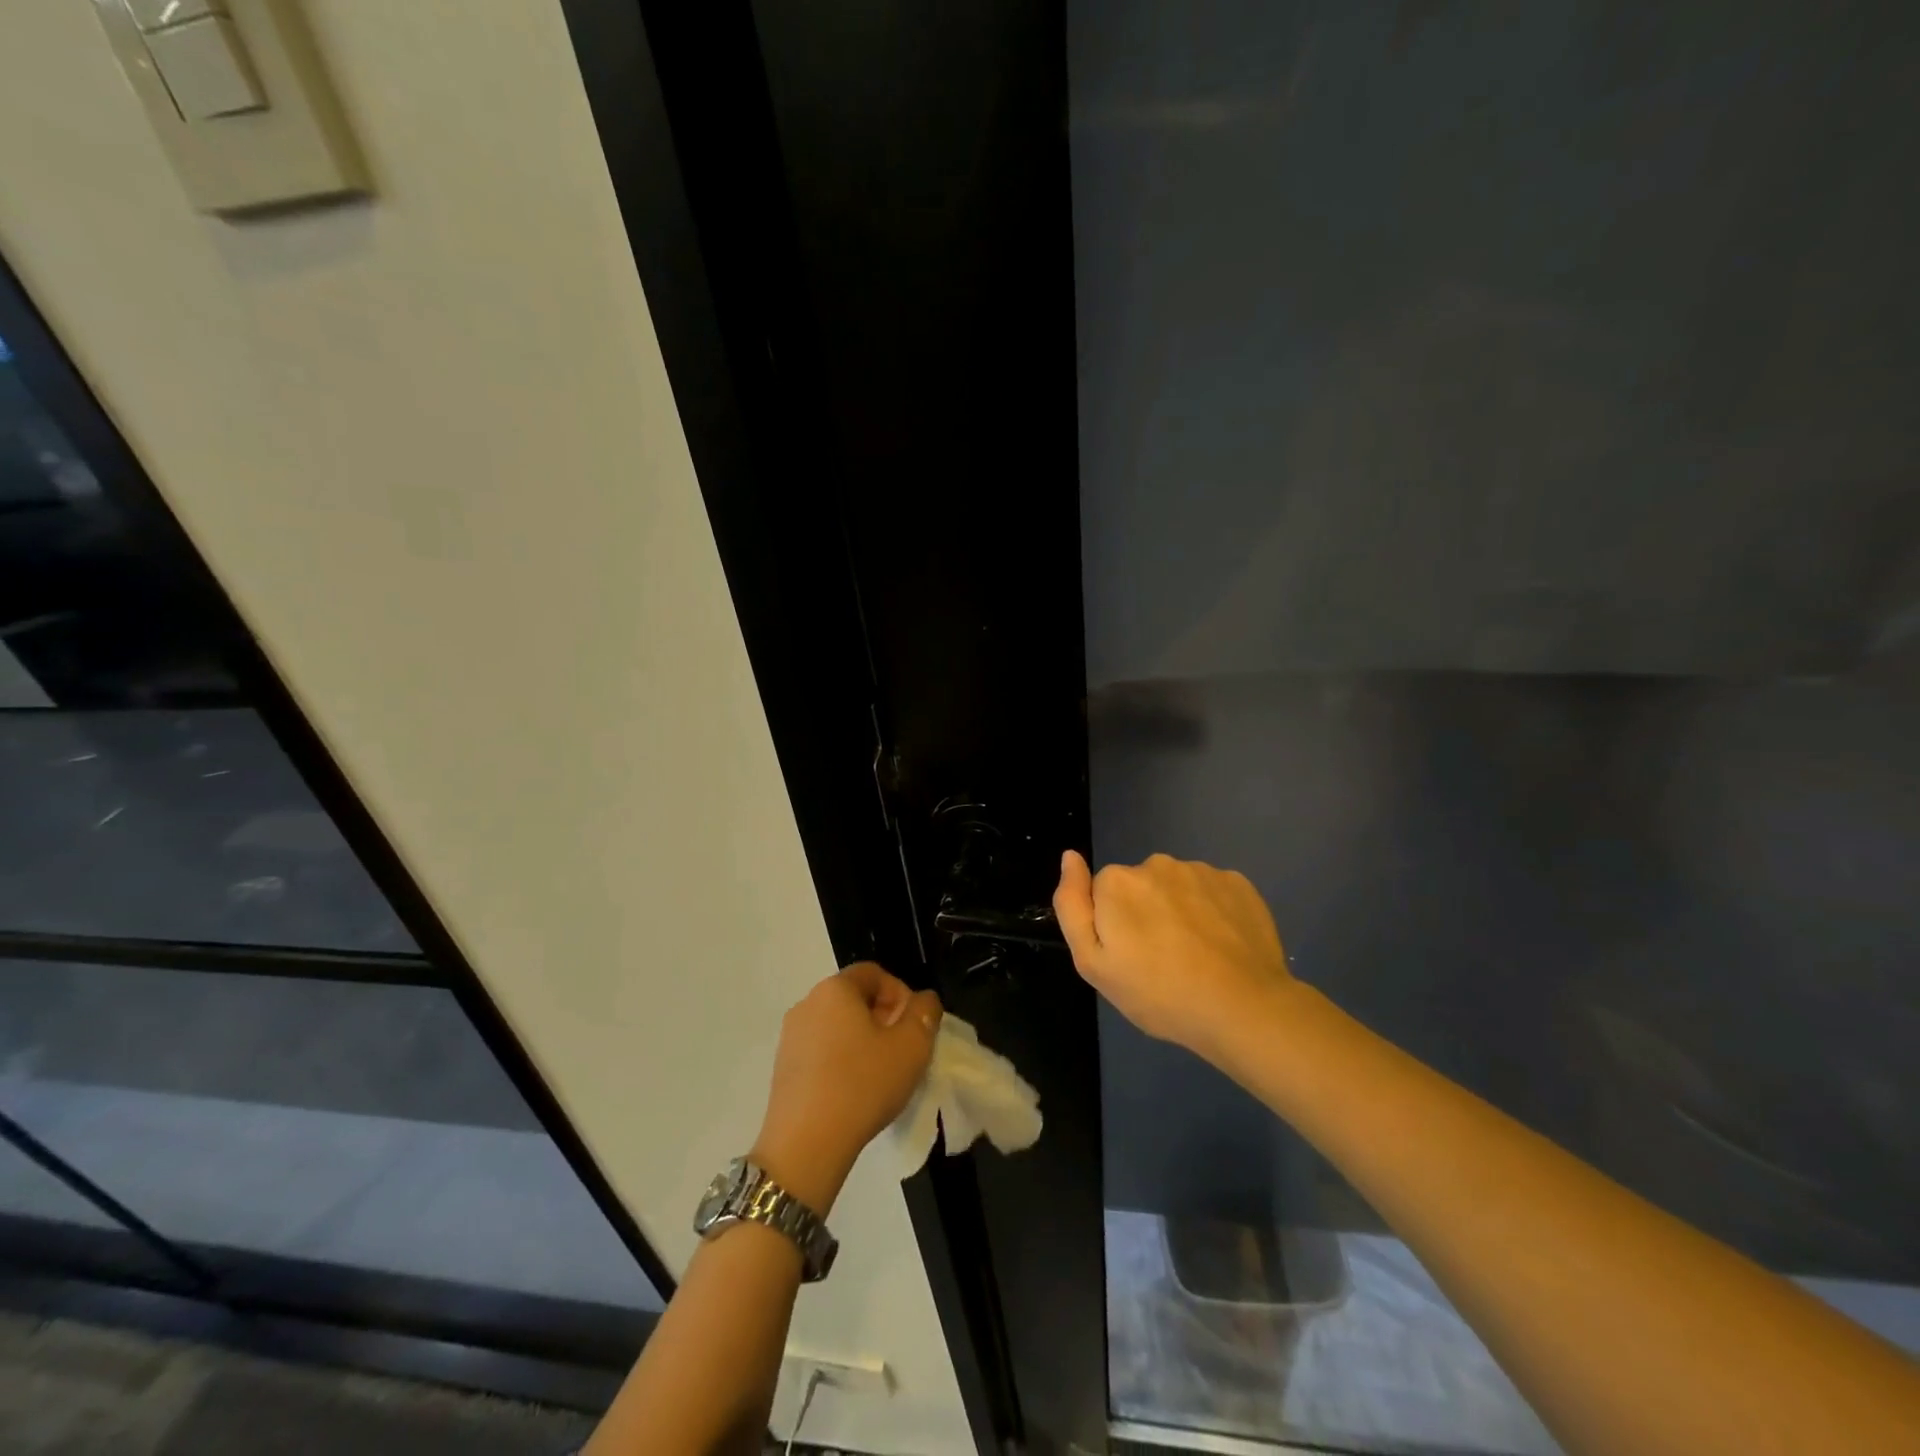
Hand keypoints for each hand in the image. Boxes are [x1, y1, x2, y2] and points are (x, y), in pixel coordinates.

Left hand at [752, 963, 940, 1213]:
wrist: (805, 1145)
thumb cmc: (863, 1084)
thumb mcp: (912, 1046)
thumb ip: (925, 1013)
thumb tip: (923, 1000)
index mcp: (835, 989)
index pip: (874, 974)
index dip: (901, 994)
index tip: (914, 1026)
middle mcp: (807, 1003)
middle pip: (854, 998)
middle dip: (883, 1018)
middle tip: (902, 1050)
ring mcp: (790, 1037)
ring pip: (837, 1026)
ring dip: (862, 1041)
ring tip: (880, 1074)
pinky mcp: (782, 1068)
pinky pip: (820, 1051)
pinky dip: (840, 1061)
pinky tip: (853, 1092)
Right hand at [1053, 850, 1295, 1060]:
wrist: (1242, 1008)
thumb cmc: (1158, 993)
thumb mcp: (1093, 963)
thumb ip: (1072, 905)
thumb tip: (1070, 857)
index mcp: (1117, 882)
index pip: (1102, 895)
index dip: (1112, 927)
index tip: (1130, 958)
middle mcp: (1156, 864)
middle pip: (1140, 887)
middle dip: (1145, 914)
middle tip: (1161, 961)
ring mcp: (1201, 871)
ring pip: (1177, 888)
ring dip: (1180, 911)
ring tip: (1196, 957)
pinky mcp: (1238, 883)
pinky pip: (1212, 892)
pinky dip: (1213, 912)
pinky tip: (1222, 946)